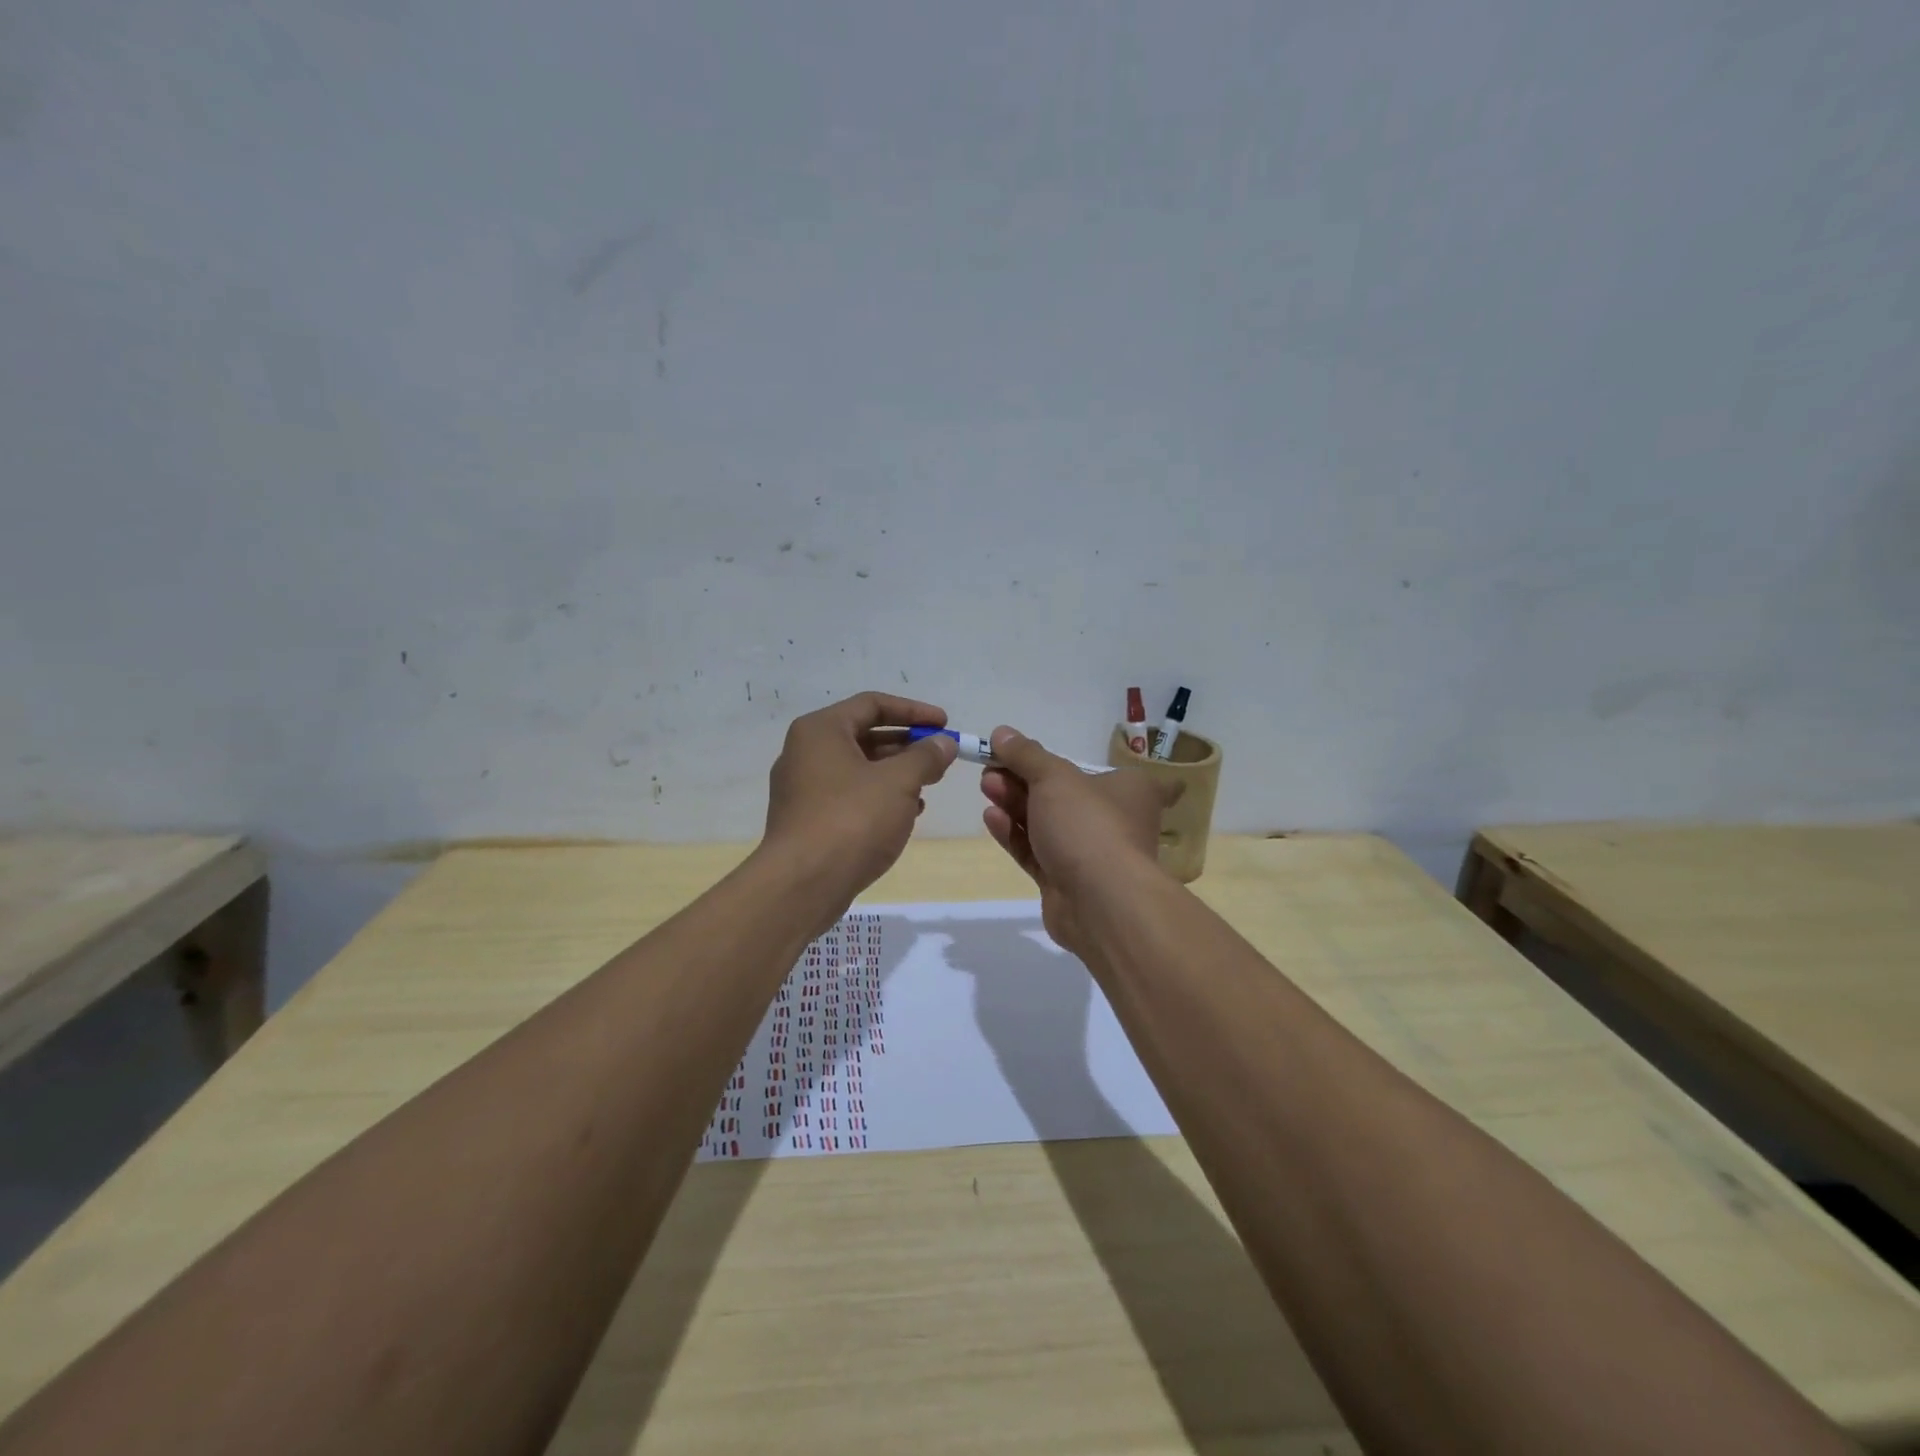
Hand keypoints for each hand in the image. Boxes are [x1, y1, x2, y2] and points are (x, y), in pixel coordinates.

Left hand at [761, 691, 958, 902]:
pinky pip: (849, 795)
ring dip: (896, 772)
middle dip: (907, 744)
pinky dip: (879, 797)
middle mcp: (805, 752)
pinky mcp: (807, 820)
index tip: (945, 725)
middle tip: (940, 757)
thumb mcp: (899, 782)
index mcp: (821, 730)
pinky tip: (907, 814)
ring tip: (930, 784)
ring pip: (858, 768)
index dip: (914, 711)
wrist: (803, 884)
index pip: (872, 704)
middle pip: (864, 735)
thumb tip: (944, 743)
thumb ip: (926, 757)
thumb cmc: (852, 819)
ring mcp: (802, 788)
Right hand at [979, 726, 1173, 956]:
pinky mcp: (1064, 881)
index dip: (1067, 762)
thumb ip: (1026, 755)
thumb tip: (1001, 732)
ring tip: (986, 787)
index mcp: (1129, 790)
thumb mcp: (1055, 777)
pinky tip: (991, 817)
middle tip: (992, 769)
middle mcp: (1114, 820)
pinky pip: (1036, 851)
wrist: (1100, 902)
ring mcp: (1089, 854)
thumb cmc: (1088, 825)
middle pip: (1064, 794)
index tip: (1028, 755)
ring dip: (1016, 804)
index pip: (1108, 771)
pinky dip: (1015, 834)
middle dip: (1025, 780)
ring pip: (1047, 823)